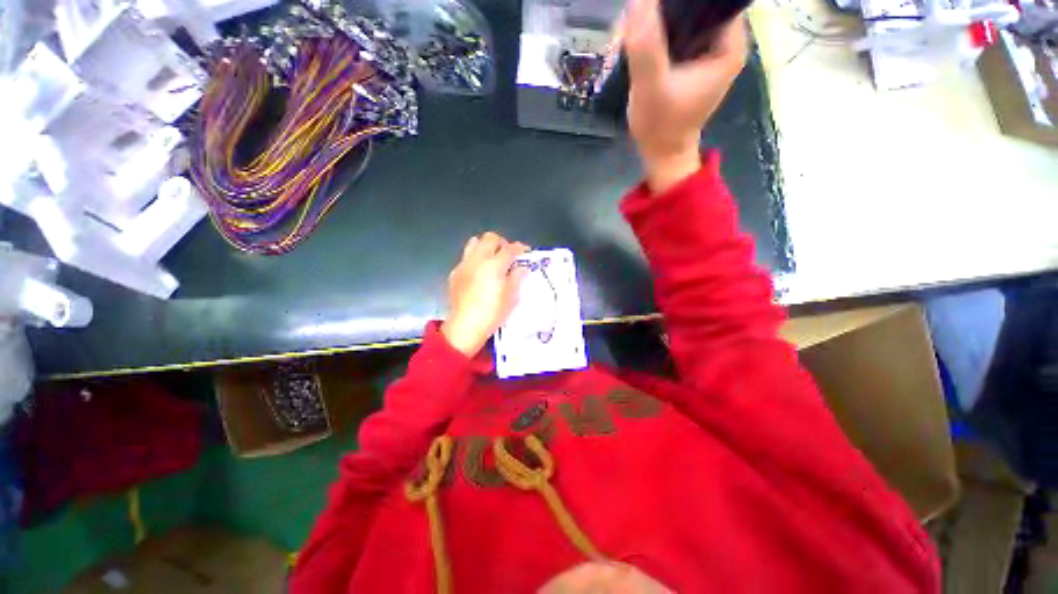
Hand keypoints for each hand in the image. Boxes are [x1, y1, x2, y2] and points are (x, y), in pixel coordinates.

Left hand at [441, 232, 529, 356]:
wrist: (465, 326)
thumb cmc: (492, 314)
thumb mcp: (511, 298)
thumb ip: (516, 278)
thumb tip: (521, 268)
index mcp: (495, 265)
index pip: (510, 248)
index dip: (520, 248)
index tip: (525, 252)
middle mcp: (478, 260)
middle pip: (490, 238)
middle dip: (502, 243)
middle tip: (508, 254)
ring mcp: (464, 264)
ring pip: (474, 242)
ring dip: (486, 246)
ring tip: (492, 258)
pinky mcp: (455, 272)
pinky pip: (466, 257)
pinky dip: (475, 259)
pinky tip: (479, 273)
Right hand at [623, 0, 747, 192]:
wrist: (661, 154)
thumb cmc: (661, 127)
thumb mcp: (651, 87)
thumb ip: (646, 45)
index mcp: (729, 45)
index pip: (713, 0)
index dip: (682, 0)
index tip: (656, 4)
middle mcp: (725, 42)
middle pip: (699, 6)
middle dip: (667, 8)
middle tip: (640, 19)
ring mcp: (709, 50)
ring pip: (686, 17)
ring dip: (660, 19)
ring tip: (637, 29)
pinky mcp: (693, 59)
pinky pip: (679, 32)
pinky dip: (659, 32)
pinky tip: (642, 39)